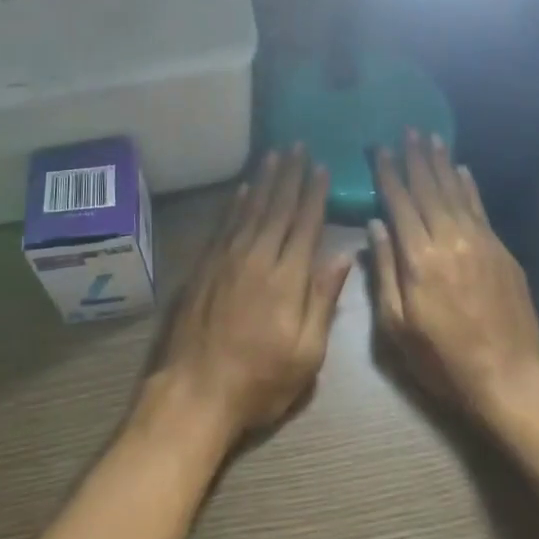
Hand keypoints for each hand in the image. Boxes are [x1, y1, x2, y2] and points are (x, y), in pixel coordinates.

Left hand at [144, 147, 352, 450]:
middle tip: (297, 146)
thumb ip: (323, 300)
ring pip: (250, 210)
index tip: (321, 167)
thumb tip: (344, 256)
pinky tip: (242, 189)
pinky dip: (236, 203)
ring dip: (263, 181)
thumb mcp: (307, 354)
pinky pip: (224, 224)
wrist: (195, 391)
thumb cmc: (260, 381)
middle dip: (290, 176)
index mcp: (287, 279)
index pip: (305, 225)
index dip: (314, 195)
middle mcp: (257, 258)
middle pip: (277, 208)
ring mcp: (226, 259)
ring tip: (274, 155)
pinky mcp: (204, 266)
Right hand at [369, 132, 538, 427]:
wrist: (510, 379)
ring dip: (441, 163)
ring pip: (455, 192)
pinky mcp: (501, 251)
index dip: (389, 174)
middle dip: (415, 158)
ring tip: (431, 138)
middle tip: (407, 130)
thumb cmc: (443, 359)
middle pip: (428, 189)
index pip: (399, 203)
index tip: (380, 148)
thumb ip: (384, 272)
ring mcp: (479, 243)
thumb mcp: (397, 326)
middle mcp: (449, 240)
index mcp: (418, 259)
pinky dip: (469, 186)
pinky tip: (462, 170)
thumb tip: (374, 227)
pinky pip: (480, 208)